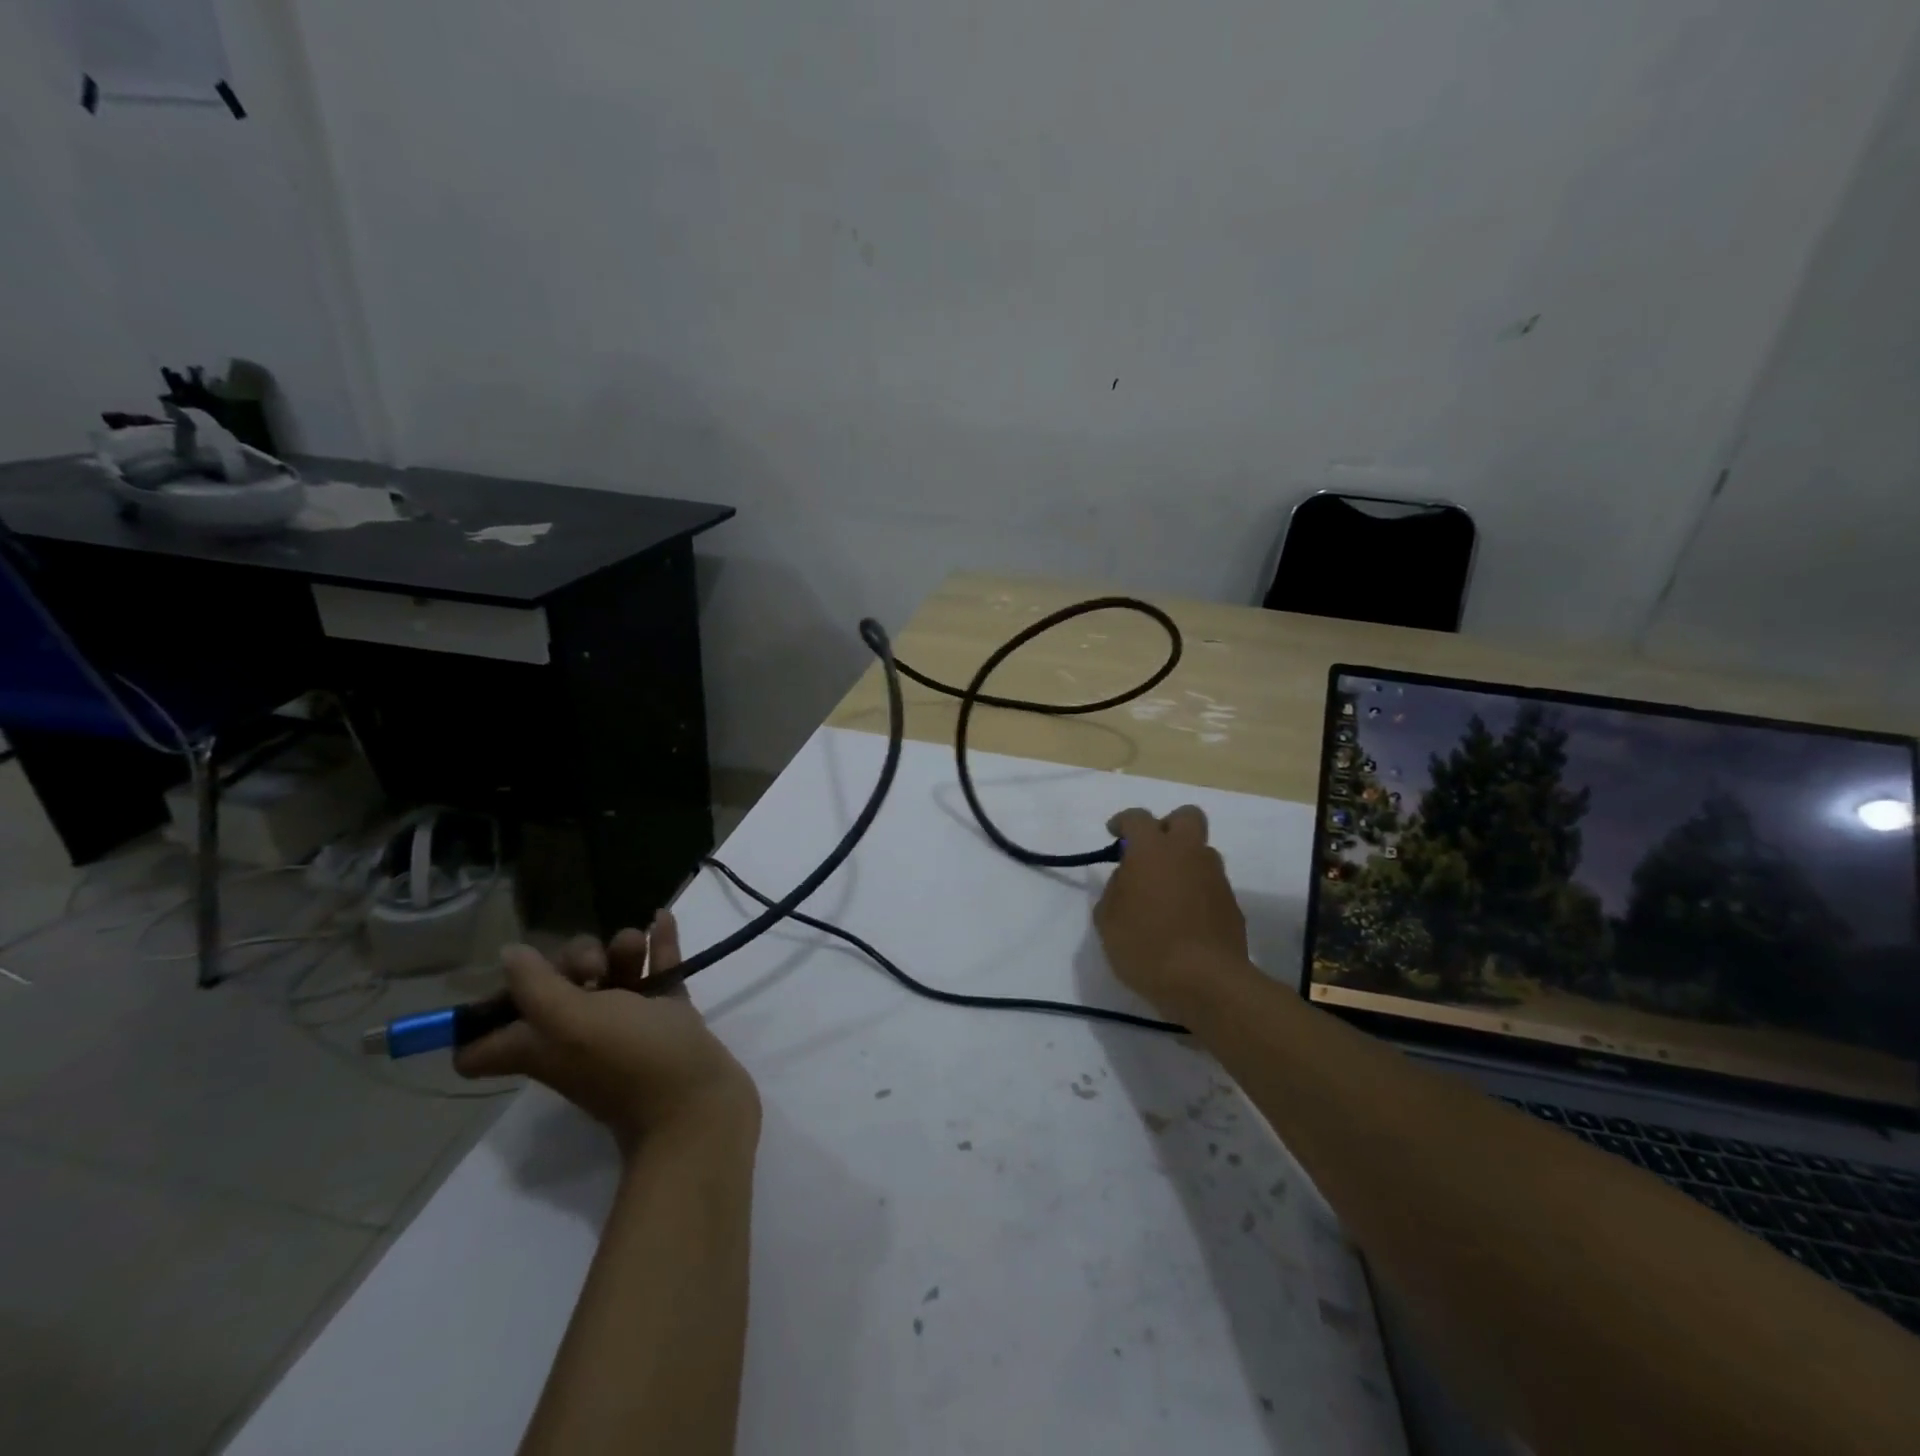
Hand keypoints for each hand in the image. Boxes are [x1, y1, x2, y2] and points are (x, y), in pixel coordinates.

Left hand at [455, 912, 759, 1155]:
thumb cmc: (632, 1059)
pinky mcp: (666, 1015)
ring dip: (621, 949)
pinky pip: (657, 970)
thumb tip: (509, 955)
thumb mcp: (572, 1021)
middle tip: (595, 968)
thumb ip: (535, 985)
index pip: (483, 1046)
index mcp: (540, 1046)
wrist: (699, 1100)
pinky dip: (658, 944)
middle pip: (559, 988)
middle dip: (575, 961)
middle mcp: (576, 1035)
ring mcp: (627, 1024)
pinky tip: (661, 917)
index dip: (487, 1012)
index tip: (512, 981)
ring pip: (613, 974)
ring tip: (637, 942)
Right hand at [1094, 806, 1249, 1012]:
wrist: (1206, 982)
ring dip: (1185, 861)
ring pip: (1202, 852)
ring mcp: (1215, 878)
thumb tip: (1128, 879)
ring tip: (1166, 890)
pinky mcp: (1232, 904)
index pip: (1138, 818)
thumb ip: (1115, 890)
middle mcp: (1188, 854)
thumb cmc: (1146, 946)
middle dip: (1168, 825)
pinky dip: (1196, 891)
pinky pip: (1211, 884)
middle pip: (1186, 817)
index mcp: (1153, 850)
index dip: (1123, 821)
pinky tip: (1183, 917)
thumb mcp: (1108, 920)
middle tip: (1151, 850)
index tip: (1114, 833)